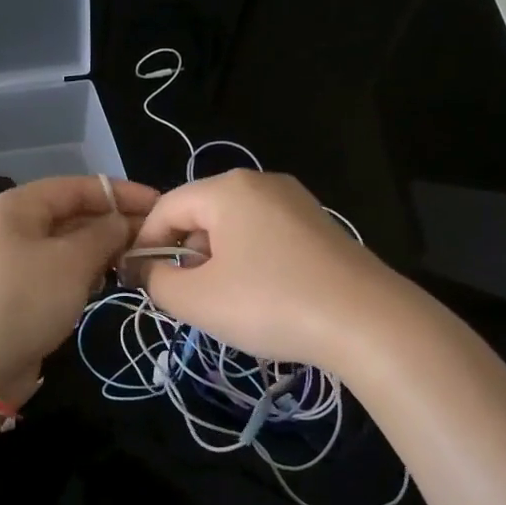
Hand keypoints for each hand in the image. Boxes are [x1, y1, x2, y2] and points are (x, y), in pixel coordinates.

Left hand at [0, 175, 157, 403]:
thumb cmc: (26, 300)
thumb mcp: (72, 261)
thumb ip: (105, 234)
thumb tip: (124, 223)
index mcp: (17, 207)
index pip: (77, 187)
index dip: (120, 193)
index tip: (159, 205)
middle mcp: (11, 227)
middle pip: (71, 214)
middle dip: (113, 223)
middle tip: (153, 238)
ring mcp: (11, 261)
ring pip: (66, 245)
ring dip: (101, 250)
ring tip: (136, 260)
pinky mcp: (16, 292)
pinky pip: (57, 271)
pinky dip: (83, 272)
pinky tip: (107, 283)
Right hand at [132, 170, 402, 369]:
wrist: (366, 320)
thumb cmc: (270, 304)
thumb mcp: (197, 300)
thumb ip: (157, 283)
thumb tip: (147, 271)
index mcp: (227, 189)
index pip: (166, 207)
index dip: (145, 244)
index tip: (139, 282)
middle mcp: (262, 183)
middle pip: (202, 214)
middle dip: (184, 255)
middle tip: (185, 298)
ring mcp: (296, 202)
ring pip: (235, 227)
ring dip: (216, 261)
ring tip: (224, 303)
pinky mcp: (320, 226)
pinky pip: (266, 237)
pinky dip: (250, 262)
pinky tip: (262, 297)